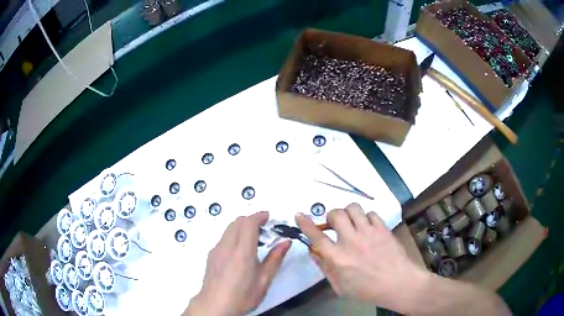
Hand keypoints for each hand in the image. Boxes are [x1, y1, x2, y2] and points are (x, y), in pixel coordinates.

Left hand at [185, 212, 291, 315]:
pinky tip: (240, 252)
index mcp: (242, 251)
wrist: (215, 305)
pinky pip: (224, 238)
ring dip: (242, 227)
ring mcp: (216, 249)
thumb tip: (286, 241)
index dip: (259, 216)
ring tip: (254, 240)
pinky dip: (234, 236)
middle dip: (251, 220)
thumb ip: (275, 258)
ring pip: (229, 228)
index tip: (269, 217)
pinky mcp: (211, 255)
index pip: (248, 223)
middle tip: (265, 229)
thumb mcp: (264, 280)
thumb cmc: (243, 295)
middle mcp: (227, 245)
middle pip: (237, 222)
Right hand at [296, 203, 427, 311]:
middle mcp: (352, 241)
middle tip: (334, 225)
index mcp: (338, 257)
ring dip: (348, 213)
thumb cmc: (367, 290)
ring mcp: (369, 232)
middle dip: (331, 216)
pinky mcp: (383, 228)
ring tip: (351, 223)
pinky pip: (371, 213)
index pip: (317, 237)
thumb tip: (313, 252)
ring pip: (354, 208)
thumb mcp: (340, 286)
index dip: (306, 224)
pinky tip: (368, 228)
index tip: (299, 215)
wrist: (398, 284)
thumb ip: (325, 268)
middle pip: (336, 214)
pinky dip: (366, 218)